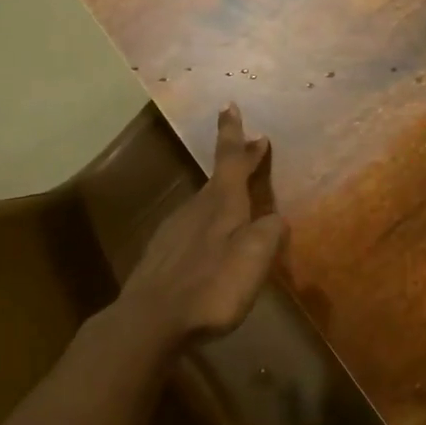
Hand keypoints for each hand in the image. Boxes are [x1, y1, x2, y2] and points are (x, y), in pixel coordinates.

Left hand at [121, 105, 288, 343]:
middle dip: (237, 162)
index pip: (231, 158)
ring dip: (224, 194)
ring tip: (239, 200)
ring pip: (205, 202)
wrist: (149, 320)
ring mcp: (175, 230)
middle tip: (254, 149)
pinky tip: (211, 242)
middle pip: (220, 178)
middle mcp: (197, 208)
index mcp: (222, 202)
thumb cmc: (211, 283)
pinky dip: (208, 224)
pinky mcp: (163, 254)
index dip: (233, 133)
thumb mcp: (256, 256)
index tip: (229, 105)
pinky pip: (192, 228)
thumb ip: (271, 232)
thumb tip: (276, 219)